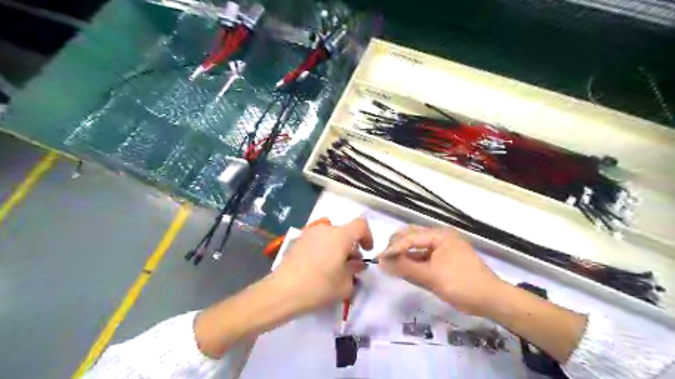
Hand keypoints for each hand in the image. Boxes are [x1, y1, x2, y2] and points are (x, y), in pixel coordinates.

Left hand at [272, 217, 371, 315]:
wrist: (282, 291)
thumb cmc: (319, 287)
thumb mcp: (345, 284)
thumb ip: (355, 270)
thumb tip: (356, 263)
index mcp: (340, 235)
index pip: (361, 224)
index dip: (368, 236)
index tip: (366, 252)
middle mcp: (325, 229)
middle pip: (345, 232)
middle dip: (351, 247)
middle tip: (350, 267)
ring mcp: (309, 233)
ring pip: (331, 236)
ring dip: (338, 248)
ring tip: (334, 269)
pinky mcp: (298, 241)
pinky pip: (318, 241)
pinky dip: (324, 250)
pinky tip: (319, 268)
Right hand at [379, 225, 505, 316]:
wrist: (492, 300)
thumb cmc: (462, 285)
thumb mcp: (432, 277)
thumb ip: (405, 268)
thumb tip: (381, 262)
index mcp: (440, 235)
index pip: (411, 237)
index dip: (394, 247)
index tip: (379, 258)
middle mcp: (441, 237)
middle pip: (412, 236)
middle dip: (397, 246)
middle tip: (384, 259)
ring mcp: (443, 247)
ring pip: (417, 245)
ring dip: (404, 253)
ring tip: (391, 264)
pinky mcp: (444, 258)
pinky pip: (424, 255)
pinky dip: (413, 260)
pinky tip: (405, 268)